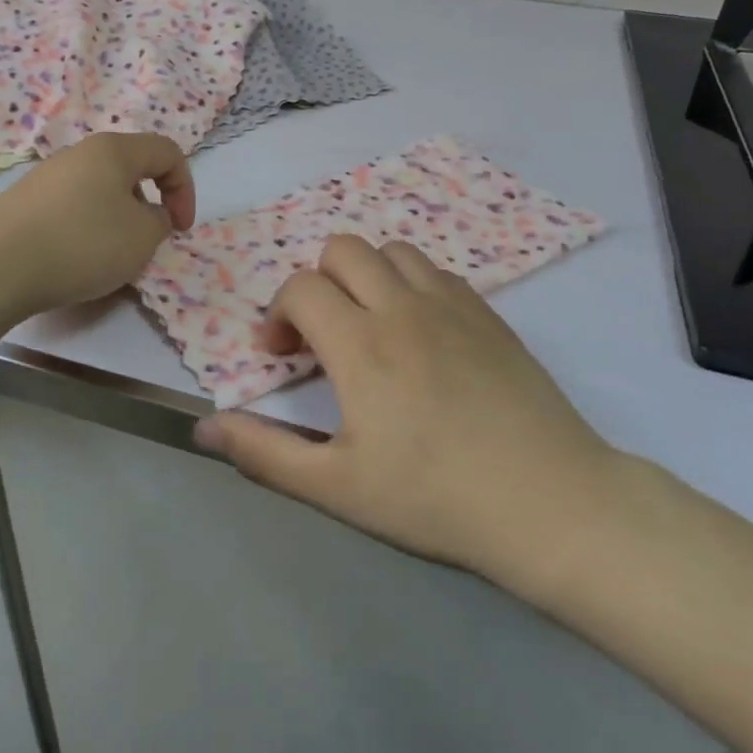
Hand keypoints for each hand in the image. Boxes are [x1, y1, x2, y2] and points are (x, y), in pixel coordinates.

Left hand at [0, 132, 195, 321]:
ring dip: (116, 221)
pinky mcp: (24, 202)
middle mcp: (79, 153)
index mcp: (114, 150)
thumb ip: (160, 221)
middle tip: (144, 243)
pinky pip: (71, 209)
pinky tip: (73, 261)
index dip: (185, 189)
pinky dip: (85, 230)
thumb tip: (147, 215)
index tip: (180, 229)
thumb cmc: (82, 243)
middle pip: (130, 170)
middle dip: (147, 206)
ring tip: (107, 258)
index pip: (167, 152)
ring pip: (99, 191)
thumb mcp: (142, 237)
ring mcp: (47, 176)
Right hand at [192, 234, 621, 595]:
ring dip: (367, 277)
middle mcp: (402, 307)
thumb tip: (203, 428)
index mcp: (360, 344)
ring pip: (392, 251)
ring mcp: (452, 304)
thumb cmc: (435, 499)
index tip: (281, 356)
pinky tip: (421, 335)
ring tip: (371, 327)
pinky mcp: (489, 313)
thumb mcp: (337, 487)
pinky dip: (412, 285)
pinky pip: (437, 271)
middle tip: (324, 335)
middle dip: (318, 282)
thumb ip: (263, 452)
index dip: (277, 315)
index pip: (301, 288)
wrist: (550, 502)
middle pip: (343, 249)